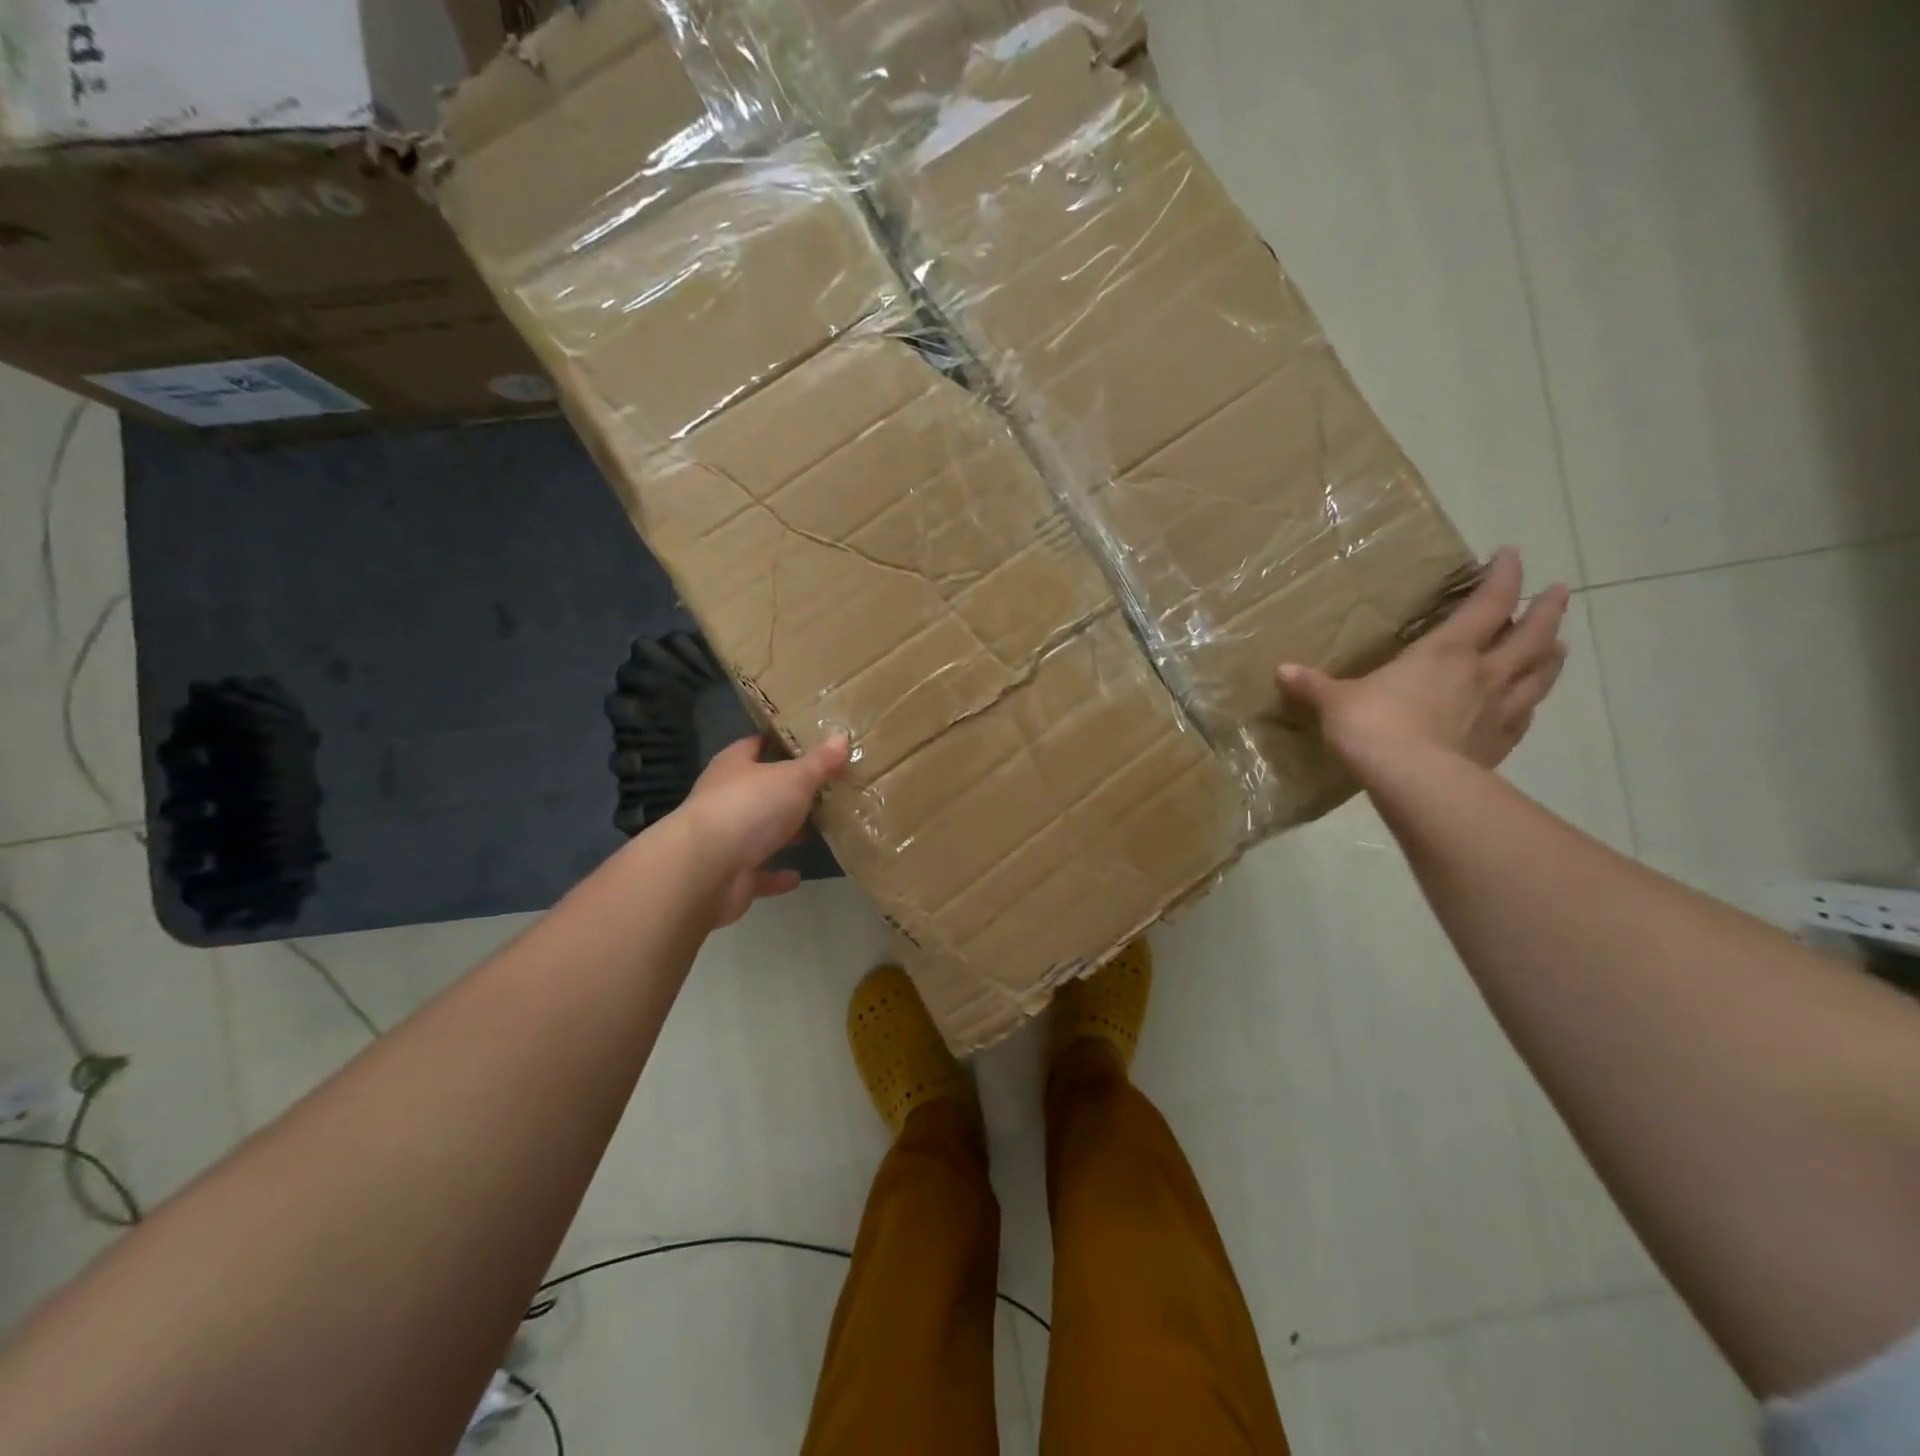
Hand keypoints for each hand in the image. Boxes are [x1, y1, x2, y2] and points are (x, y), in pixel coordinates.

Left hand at [676, 734, 851, 926]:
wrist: (707, 869)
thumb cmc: (750, 807)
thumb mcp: (794, 777)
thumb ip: (820, 762)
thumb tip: (842, 738)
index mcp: (734, 767)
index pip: (755, 745)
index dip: (778, 742)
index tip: (808, 744)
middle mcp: (725, 799)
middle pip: (760, 790)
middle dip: (788, 791)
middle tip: (825, 789)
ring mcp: (726, 839)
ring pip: (760, 832)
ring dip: (784, 833)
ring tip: (819, 829)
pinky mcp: (732, 875)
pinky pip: (759, 873)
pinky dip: (776, 875)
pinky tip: (797, 875)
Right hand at [1279, 548, 1569, 777]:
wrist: (1411, 780)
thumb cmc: (1373, 726)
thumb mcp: (1335, 702)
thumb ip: (1314, 685)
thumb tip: (1282, 671)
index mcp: (1446, 651)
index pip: (1489, 603)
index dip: (1504, 576)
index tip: (1511, 554)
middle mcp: (1483, 672)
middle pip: (1532, 634)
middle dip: (1547, 609)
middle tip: (1558, 592)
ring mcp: (1499, 709)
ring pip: (1541, 672)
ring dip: (1551, 653)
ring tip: (1558, 643)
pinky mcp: (1500, 743)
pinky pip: (1526, 714)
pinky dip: (1532, 701)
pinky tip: (1530, 702)